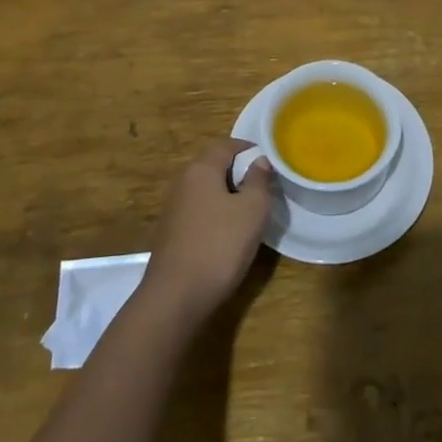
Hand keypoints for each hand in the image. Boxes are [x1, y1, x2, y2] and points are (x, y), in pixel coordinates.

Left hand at [144, 138, 272, 325]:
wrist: (176, 296)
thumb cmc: (220, 245)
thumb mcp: (252, 210)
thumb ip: (258, 181)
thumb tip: (259, 161)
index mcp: (201, 170)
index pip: (226, 145)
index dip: (248, 149)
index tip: (269, 162)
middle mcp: (183, 182)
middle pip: (214, 166)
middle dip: (239, 173)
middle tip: (264, 189)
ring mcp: (174, 209)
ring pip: (207, 191)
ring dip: (228, 196)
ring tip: (250, 213)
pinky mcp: (172, 233)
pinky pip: (200, 211)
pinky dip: (217, 214)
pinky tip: (229, 235)